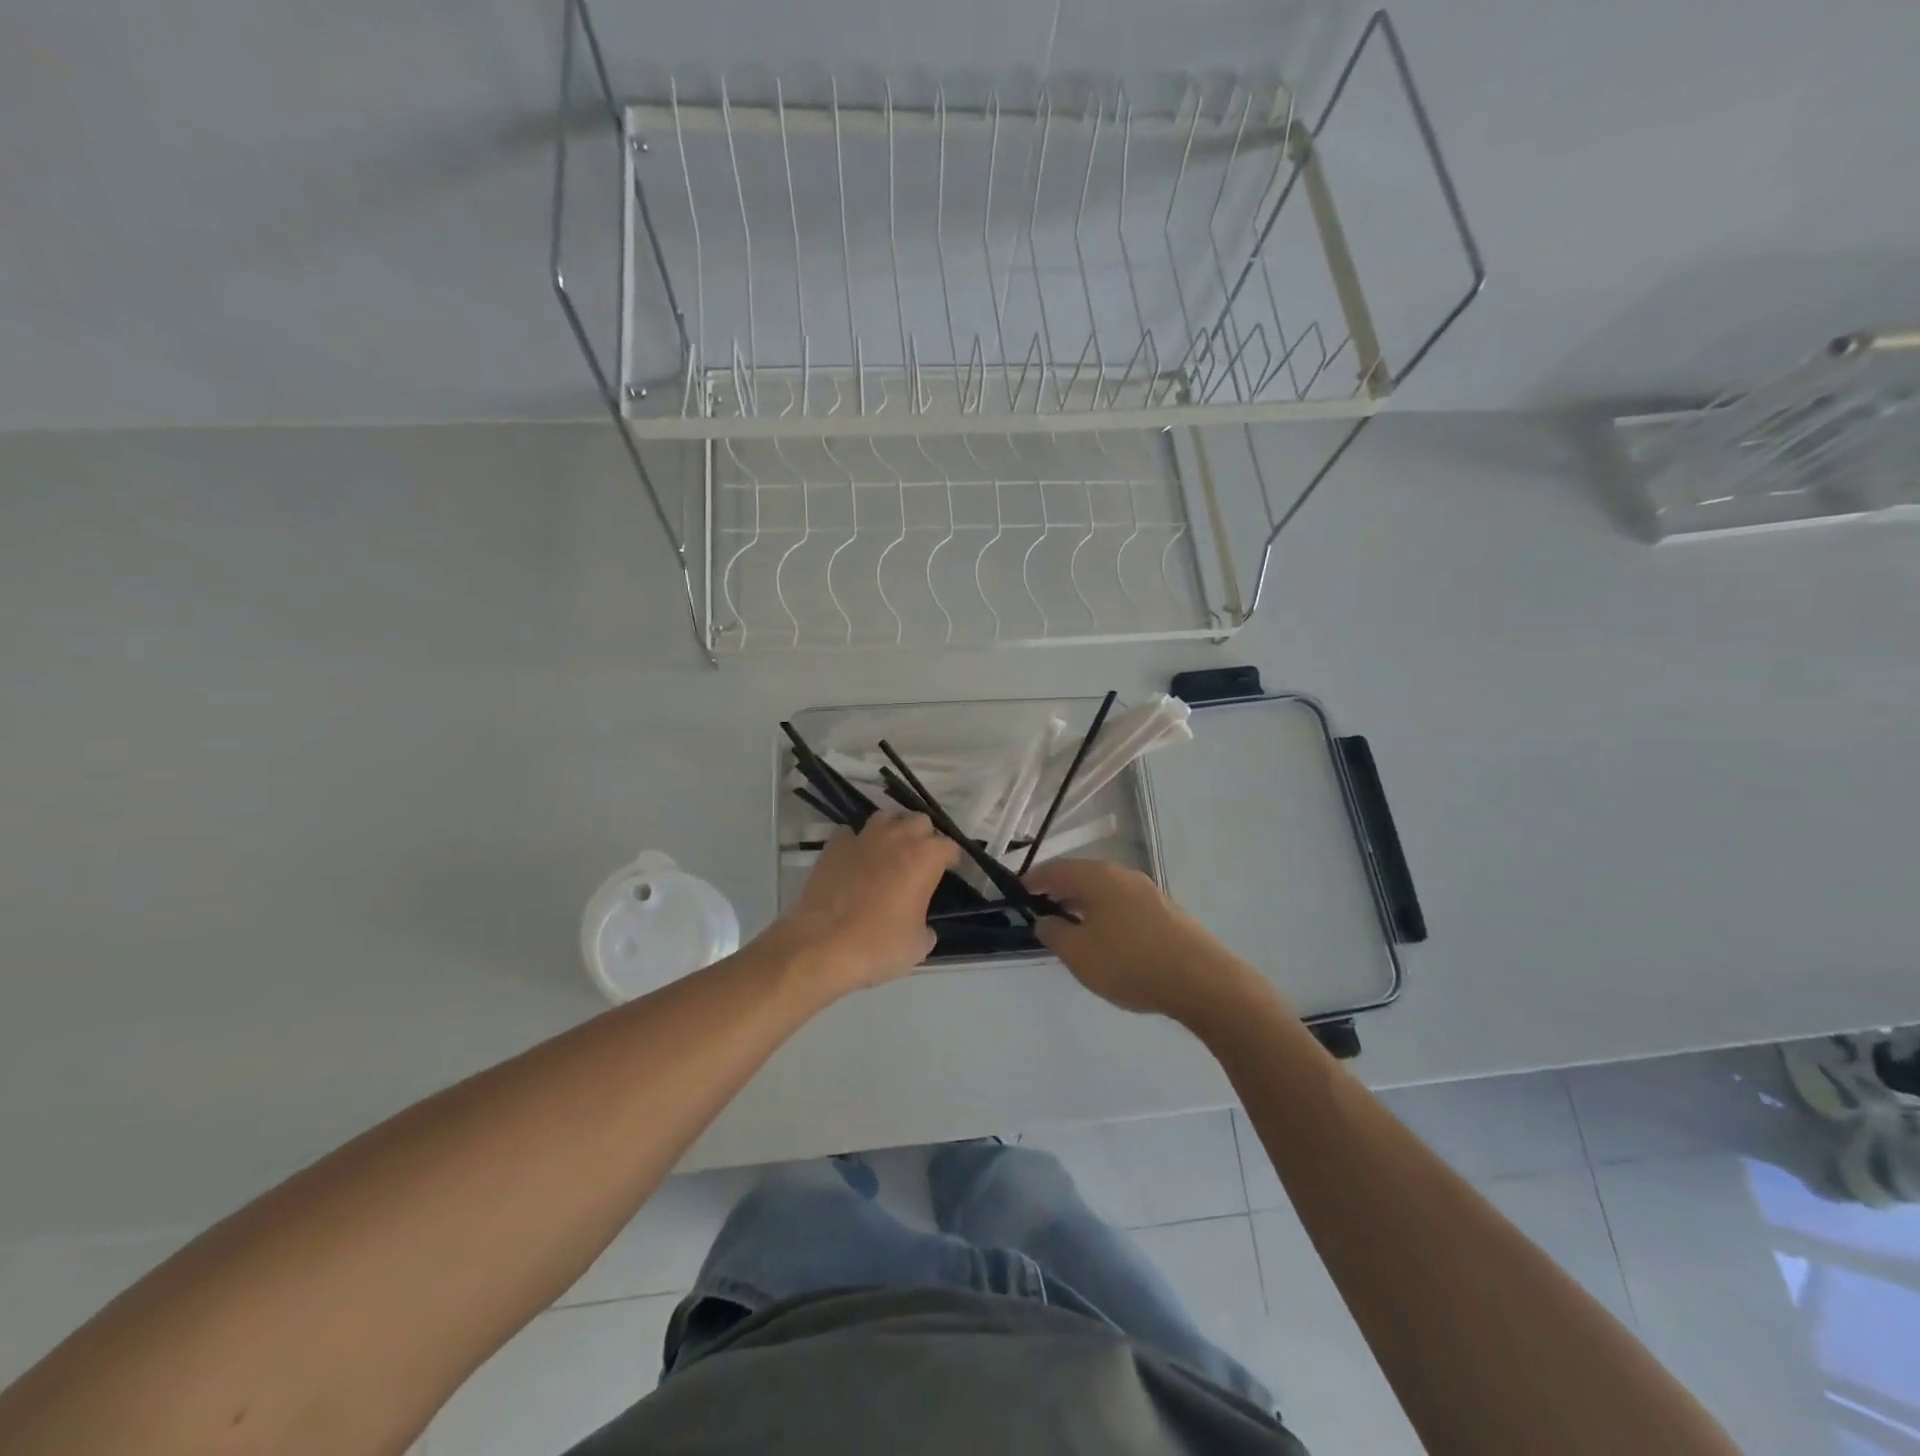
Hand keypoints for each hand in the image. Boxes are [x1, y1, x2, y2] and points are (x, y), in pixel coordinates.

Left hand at [775, 812, 959, 993]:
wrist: (822, 944)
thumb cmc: (879, 944)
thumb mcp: (918, 946)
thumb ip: (927, 928)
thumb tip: (923, 926)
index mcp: (925, 857)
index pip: (949, 846)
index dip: (952, 859)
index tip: (950, 871)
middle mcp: (898, 837)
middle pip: (919, 821)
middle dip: (923, 837)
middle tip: (920, 861)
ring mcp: (863, 837)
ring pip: (886, 817)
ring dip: (893, 830)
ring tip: (890, 852)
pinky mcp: (835, 845)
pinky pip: (851, 833)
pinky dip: (857, 842)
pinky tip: (855, 860)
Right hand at [1022, 858, 1265, 1023]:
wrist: (1203, 981)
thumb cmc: (1131, 963)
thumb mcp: (1079, 954)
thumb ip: (1054, 933)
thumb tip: (1045, 919)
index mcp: (1098, 877)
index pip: (1056, 869)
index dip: (1034, 880)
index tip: (1017, 892)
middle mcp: (1123, 875)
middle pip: (1082, 876)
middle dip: (1059, 890)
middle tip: (1040, 908)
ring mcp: (1149, 892)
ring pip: (1105, 891)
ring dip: (1083, 903)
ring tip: (1070, 927)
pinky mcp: (1166, 912)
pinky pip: (1123, 905)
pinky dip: (1105, 914)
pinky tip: (1106, 939)